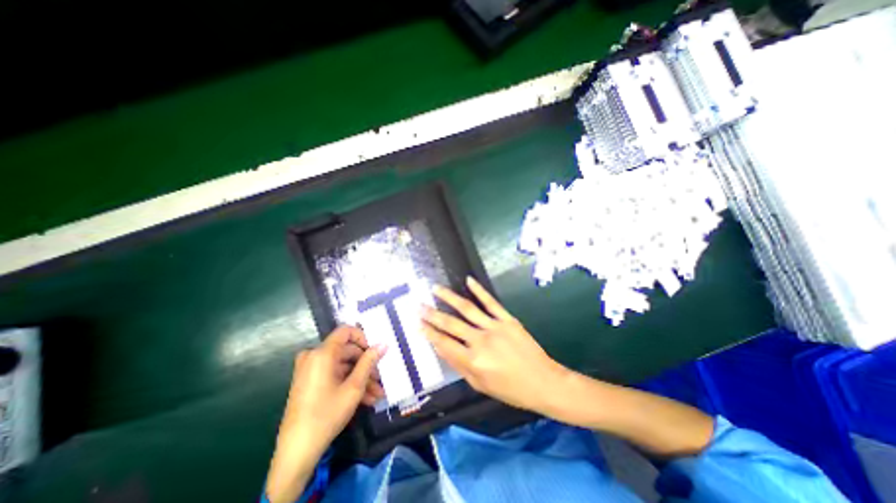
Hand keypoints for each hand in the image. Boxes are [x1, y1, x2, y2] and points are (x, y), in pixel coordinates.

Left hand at [265, 325, 385, 501]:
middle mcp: (313, 357)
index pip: (346, 331)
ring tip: (377, 394)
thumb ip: (369, 362)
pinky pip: (333, 375)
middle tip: (380, 378)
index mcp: (322, 353)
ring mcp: (310, 370)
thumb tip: (383, 344)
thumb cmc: (327, 414)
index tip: (375, 351)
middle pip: (346, 351)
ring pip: (342, 366)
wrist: (296, 452)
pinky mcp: (309, 382)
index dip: (363, 338)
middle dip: (366, 365)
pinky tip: (365, 399)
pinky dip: (348, 384)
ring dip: (360, 378)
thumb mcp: (354, 387)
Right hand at [425, 276, 568, 414]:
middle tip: (418, 305)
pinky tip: (468, 280)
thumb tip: (441, 347)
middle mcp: (480, 341)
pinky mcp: (508, 319)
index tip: (417, 324)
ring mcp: (495, 327)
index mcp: (473, 362)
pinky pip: (490, 302)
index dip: (429, 333)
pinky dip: (479, 290)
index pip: (444, 343)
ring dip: (449, 297)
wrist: (543, 382)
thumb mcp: (480, 385)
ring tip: (435, 289)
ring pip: (467, 308)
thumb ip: (459, 366)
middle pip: (451, 324)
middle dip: (432, 315)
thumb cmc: (510, 389)